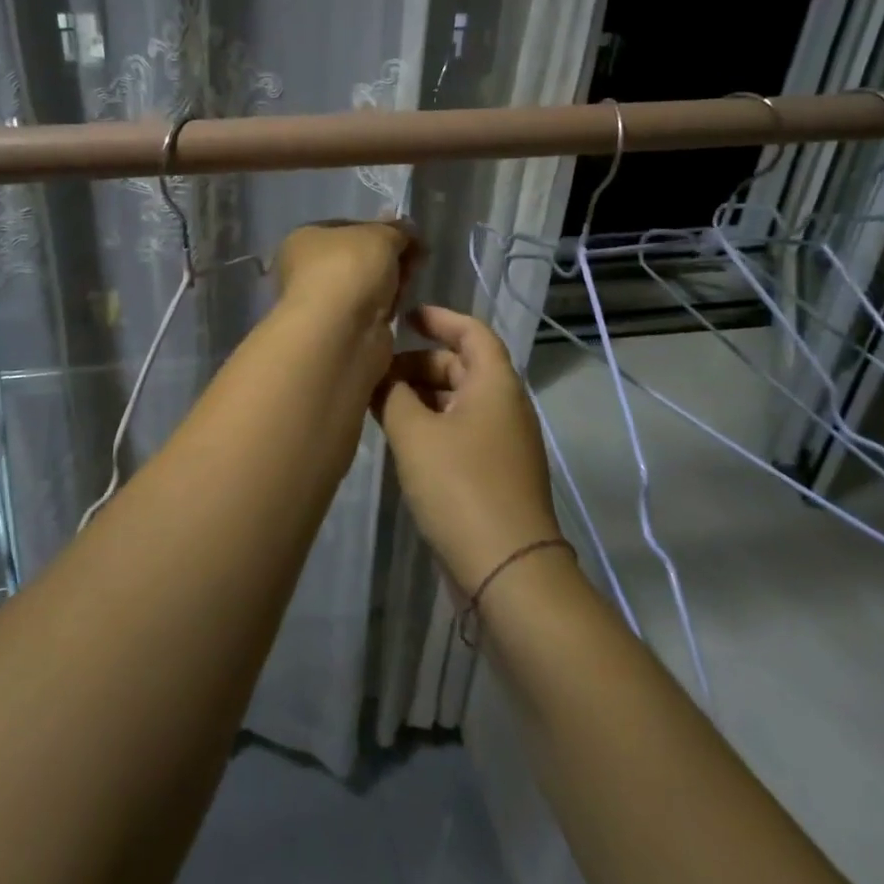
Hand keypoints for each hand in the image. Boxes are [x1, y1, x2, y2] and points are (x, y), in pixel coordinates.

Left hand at [274, 219, 421, 379]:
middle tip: (414, 259)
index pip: (347, 228)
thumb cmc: (349, 269)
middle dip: (388, 258)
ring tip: (408, 284)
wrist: (341, 331)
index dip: (379, 229)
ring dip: (389, 285)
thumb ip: (397, 230)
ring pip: (367, 287)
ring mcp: (322, 304)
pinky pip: (371, 313)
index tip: (407, 236)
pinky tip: (399, 309)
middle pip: (359, 258)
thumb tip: (407, 229)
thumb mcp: (380, 235)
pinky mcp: (341, 332)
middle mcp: (306, 270)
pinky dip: (386, 310)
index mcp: (304, 239)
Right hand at [372, 305, 562, 591]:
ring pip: (458, 401)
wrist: (506, 567)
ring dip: (421, 396)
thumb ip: (392, 395)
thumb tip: (380, 374)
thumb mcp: (415, 434)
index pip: (472, 332)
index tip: (405, 316)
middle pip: (462, 367)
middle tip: (378, 372)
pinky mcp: (494, 472)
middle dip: (419, 363)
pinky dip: (431, 424)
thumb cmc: (461, 486)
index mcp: (495, 384)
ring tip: (379, 404)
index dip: (440, 319)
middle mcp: (505, 406)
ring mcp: (502, 442)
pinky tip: (400, 439)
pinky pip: (460, 430)